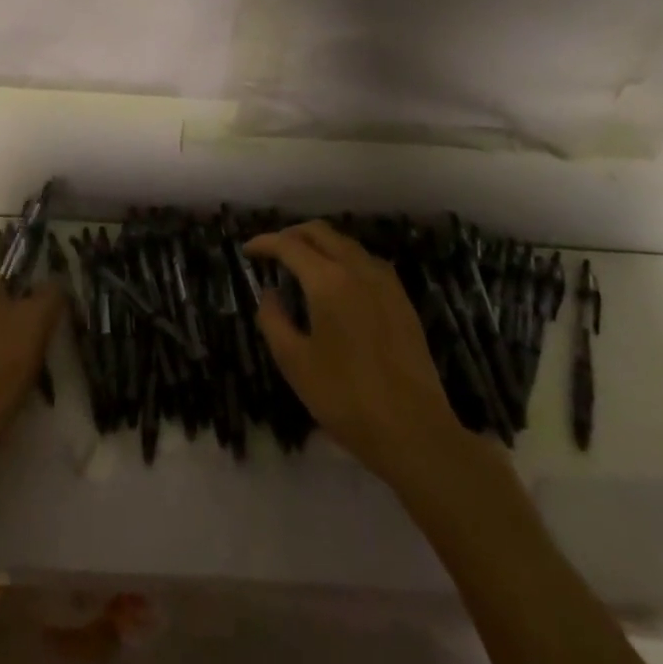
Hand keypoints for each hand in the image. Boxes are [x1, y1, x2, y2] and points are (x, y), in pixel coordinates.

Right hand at [246, 222, 478, 484]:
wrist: (415, 431)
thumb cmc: (346, 398)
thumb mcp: (295, 363)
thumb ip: (274, 320)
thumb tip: (269, 293)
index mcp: (328, 281)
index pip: (289, 245)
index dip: (264, 243)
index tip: (247, 250)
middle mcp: (358, 269)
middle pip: (320, 232)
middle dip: (292, 234)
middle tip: (272, 251)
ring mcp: (385, 282)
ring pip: (346, 243)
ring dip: (319, 244)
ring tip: (302, 264)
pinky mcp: (402, 299)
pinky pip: (366, 261)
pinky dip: (343, 258)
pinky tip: (337, 282)